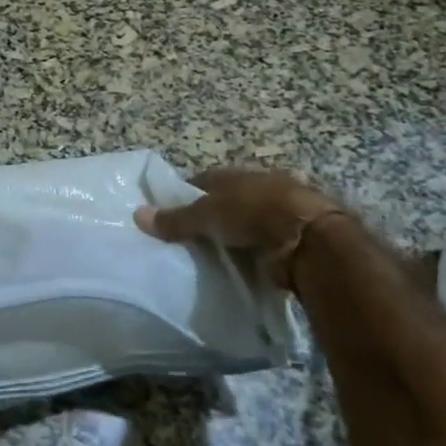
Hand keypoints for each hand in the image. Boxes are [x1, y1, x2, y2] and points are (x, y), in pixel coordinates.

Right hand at [135, 168, 345, 284]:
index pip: (203, 182)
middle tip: (186, 242)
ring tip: (209, 260)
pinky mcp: (291, 240)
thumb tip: (136, 215)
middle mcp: (256, 188)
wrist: (309, 237)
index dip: (185, 196)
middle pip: (225, 203)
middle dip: (209, 220)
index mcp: (235, 174)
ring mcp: (277, 214)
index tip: (169, 216)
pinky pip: (261, 248)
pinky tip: (237, 270)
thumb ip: (175, 219)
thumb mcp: (207, 214)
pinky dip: (250, 257)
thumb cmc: (253, 212)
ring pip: (244, 226)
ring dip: (231, 239)